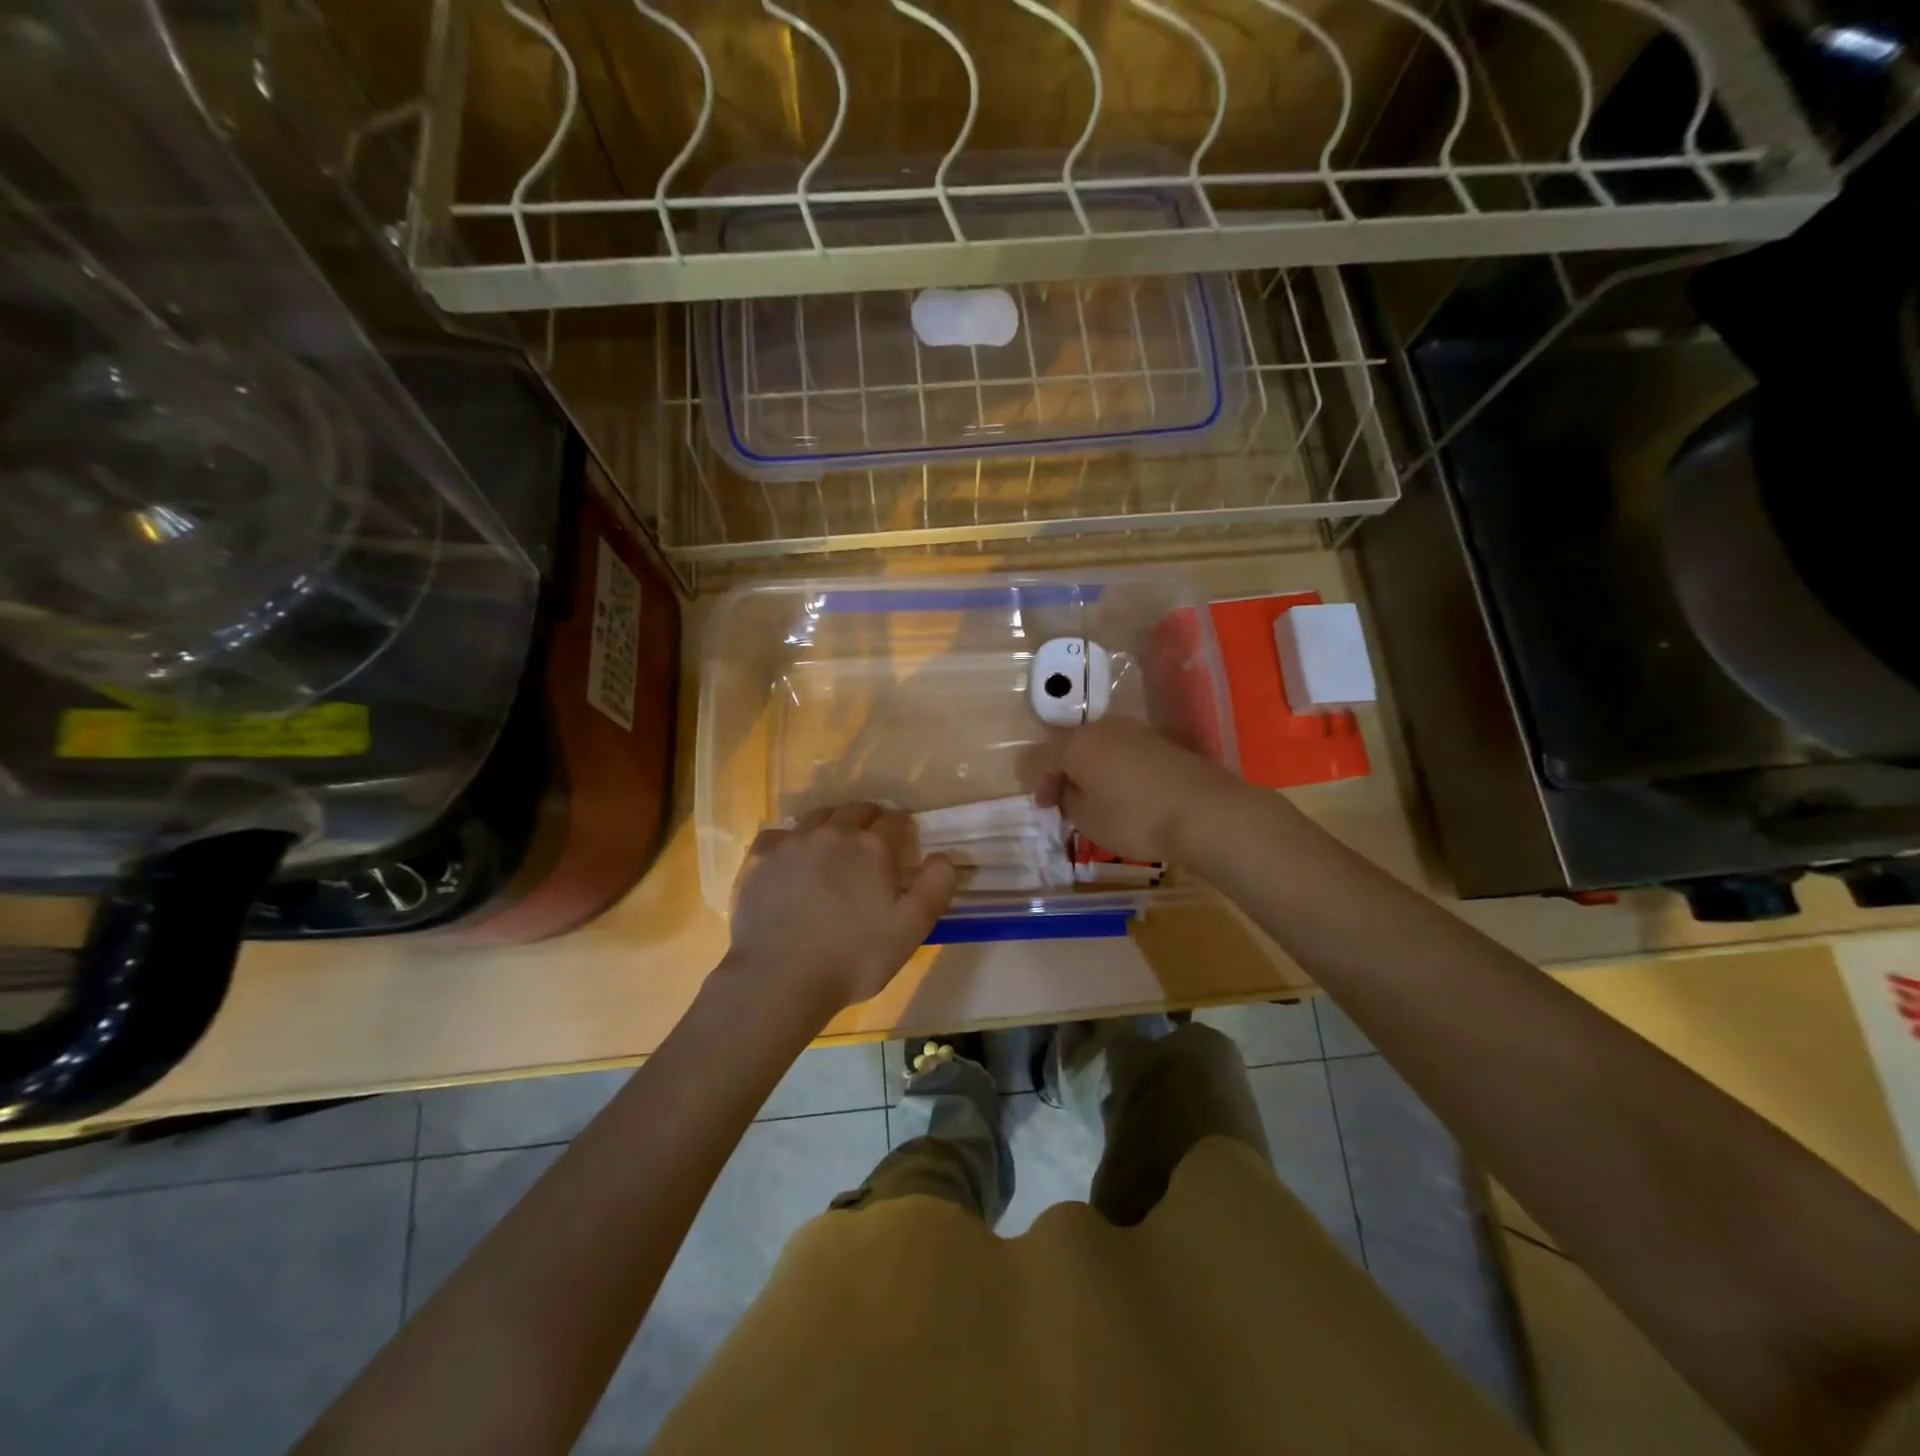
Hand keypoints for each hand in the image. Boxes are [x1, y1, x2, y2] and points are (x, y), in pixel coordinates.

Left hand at [727, 803, 956, 1015]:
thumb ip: (934, 887)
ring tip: (834, 847)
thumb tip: (943, 857)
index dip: (904, 829)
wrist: (779, 979)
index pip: (896, 820)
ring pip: (818, 816)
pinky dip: (791, 840)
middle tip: (872, 842)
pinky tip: (791, 859)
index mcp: (872, 847)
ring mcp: (792, 842)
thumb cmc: (853, 958)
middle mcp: (833, 833)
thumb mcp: (911, 930)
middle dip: (870, 819)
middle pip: (857, 809)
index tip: (904, 845)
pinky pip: (779, 834)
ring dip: (832, 824)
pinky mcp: (760, 858)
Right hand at [1028, 716, 1244, 862]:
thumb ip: (1069, 800)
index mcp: (1077, 744)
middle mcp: (1104, 728)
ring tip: (1094, 797)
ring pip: (1101, 746)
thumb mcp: (1088, 820)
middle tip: (1063, 800)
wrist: (1204, 812)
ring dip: (1091, 768)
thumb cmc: (1134, 818)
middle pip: (1072, 746)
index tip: (1043, 805)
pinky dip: (1116, 769)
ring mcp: (1137, 731)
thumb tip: (1069, 790)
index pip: (1042, 757)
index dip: (1038, 781)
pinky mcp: (1163, 743)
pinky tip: (1124, 792)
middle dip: (1064, 771)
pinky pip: (1126, 752)